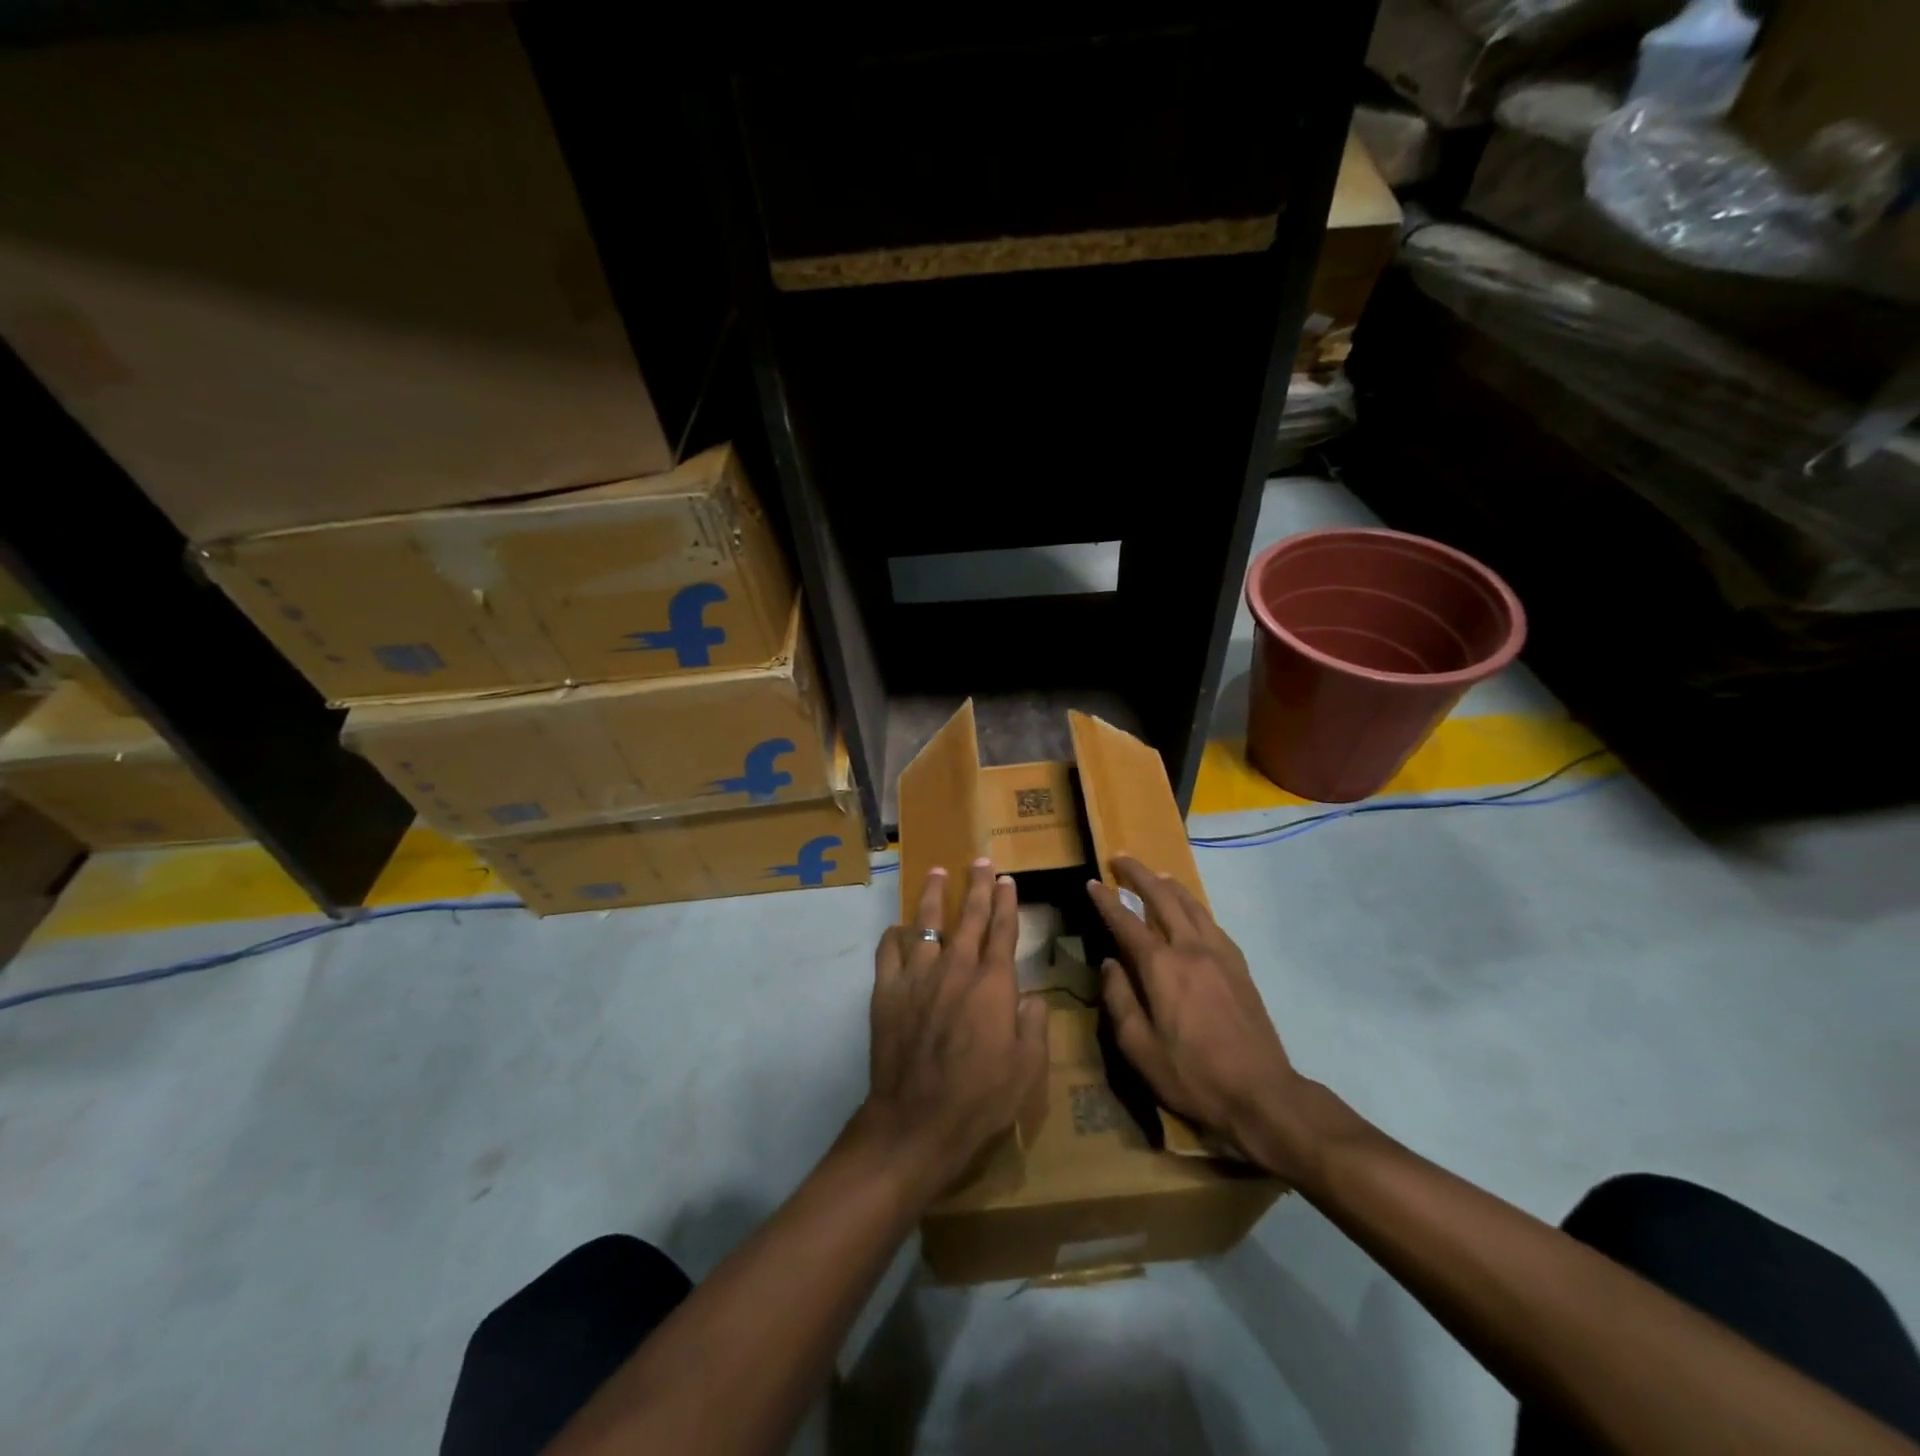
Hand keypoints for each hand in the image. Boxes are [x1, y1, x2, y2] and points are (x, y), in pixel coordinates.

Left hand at [858, 858, 1048, 1196]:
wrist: (917, 1121)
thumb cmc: (981, 1098)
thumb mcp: (1028, 1068)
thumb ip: (1034, 1025)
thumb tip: (1031, 996)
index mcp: (993, 984)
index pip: (1003, 931)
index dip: (1007, 903)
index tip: (1007, 880)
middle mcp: (956, 968)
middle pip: (968, 916)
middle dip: (977, 886)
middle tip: (980, 861)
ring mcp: (918, 976)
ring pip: (925, 922)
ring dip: (932, 895)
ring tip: (936, 872)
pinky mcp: (887, 991)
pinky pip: (888, 951)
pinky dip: (894, 936)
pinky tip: (898, 928)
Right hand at [1087, 855, 1312, 1177]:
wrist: (1261, 1094)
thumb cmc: (1192, 1075)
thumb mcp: (1139, 1049)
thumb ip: (1119, 1000)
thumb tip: (1109, 964)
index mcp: (1161, 968)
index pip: (1126, 922)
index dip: (1106, 900)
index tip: (1092, 882)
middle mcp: (1190, 949)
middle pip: (1162, 898)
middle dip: (1139, 875)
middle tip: (1121, 858)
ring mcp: (1219, 954)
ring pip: (1192, 905)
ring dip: (1169, 885)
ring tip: (1155, 874)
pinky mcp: (1239, 966)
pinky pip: (1212, 922)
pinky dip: (1195, 906)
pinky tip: (1192, 911)